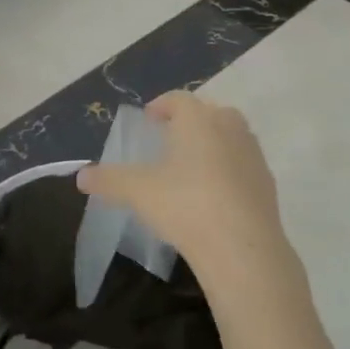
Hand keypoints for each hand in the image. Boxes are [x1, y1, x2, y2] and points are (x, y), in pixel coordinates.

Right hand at [77, 92, 302, 309]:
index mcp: (197, 120)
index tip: (149, 119)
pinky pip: (243, 165)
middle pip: (210, 113)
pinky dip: (228, 170)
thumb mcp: (137, 192)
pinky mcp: (267, 184)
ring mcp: (253, 155)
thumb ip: (108, 180)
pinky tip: (213, 195)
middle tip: (171, 139)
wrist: (243, 248)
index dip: (161, 105)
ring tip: (191, 167)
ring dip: (212, 144)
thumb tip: (82, 176)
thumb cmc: (185, 205)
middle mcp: (229, 128)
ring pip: (231, 137)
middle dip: (191, 122)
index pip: (178, 99)